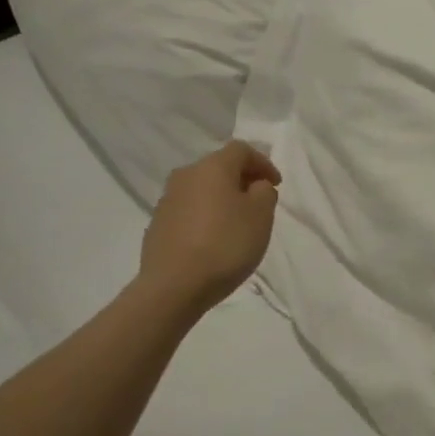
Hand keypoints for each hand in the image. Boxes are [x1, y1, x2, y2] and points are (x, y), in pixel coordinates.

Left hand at [139, 141, 281, 313]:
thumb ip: (264, 192)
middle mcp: (186, 176)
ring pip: (202, 189)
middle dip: (242, 180)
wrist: (174, 286)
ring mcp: (167, 200)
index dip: (263, 163)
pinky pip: (189, 210)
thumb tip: (254, 185)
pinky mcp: (158, 224)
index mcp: (212, 167)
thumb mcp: (261, 216)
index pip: (241, 150)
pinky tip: (213, 239)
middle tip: (259, 202)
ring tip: (237, 223)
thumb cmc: (225, 244)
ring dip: (222, 199)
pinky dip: (205, 216)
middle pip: (219, 167)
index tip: (276, 185)